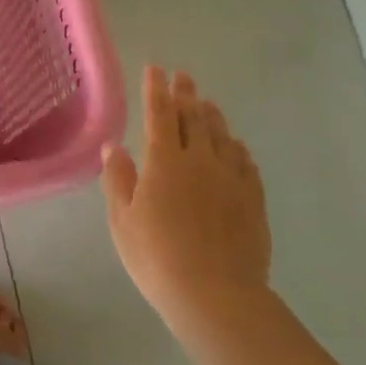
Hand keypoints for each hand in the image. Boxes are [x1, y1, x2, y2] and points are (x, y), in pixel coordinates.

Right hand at [101, 66, 270, 332]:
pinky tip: (234, 146)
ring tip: (207, 103)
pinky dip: (236, 146)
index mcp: (164, 161)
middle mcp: (200, 159)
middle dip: (185, 94)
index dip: (155, 90)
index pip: (159, 114)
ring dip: (212, 115)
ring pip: (222, 135)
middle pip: (194, 117)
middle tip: (183, 76)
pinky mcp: (252, 198)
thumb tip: (113, 146)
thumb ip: (118, 179)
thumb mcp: (122, 221)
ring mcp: (231, 177)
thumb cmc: (157, 258)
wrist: (215, 294)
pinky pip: (244, 161)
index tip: (154, 69)